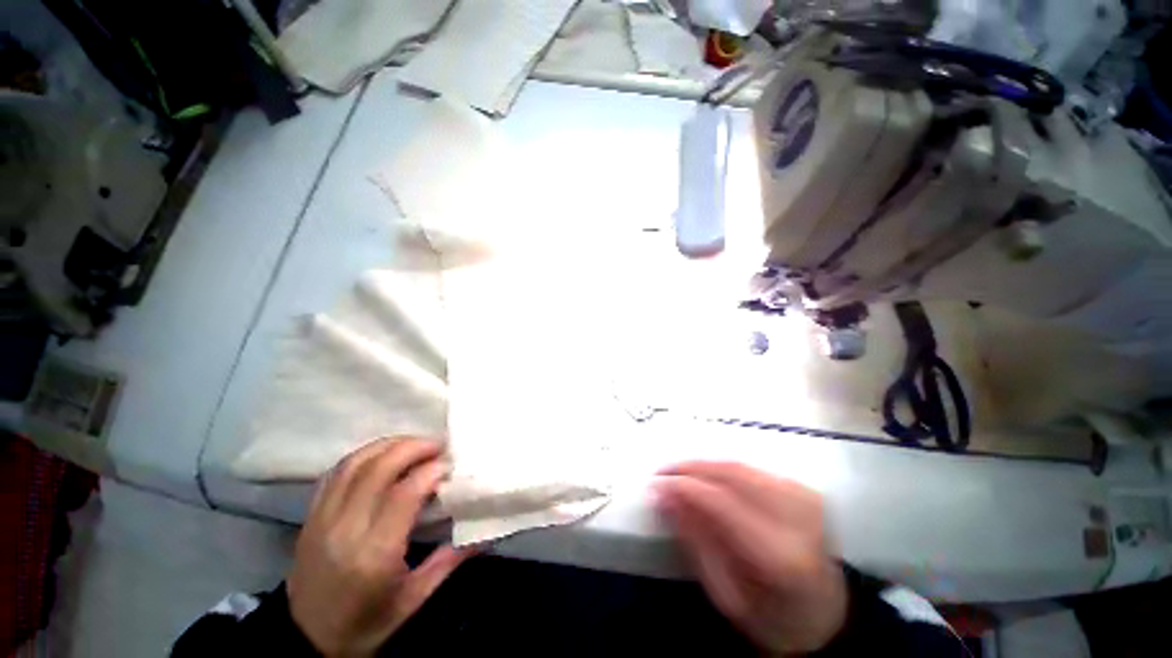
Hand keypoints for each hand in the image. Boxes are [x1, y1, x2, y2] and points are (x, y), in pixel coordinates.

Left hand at [287, 438, 470, 656]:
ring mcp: (322, 520)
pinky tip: (383, 455)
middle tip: (438, 444)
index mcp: (374, 555)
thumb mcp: (413, 600)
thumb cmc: (365, 624)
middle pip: (378, 469)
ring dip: (389, 445)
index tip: (451, 464)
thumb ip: (448, 561)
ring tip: (415, 444)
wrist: (305, 642)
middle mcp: (345, 530)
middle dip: (413, 447)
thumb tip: (481, 530)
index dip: (431, 470)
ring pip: (355, 463)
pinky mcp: (310, 516)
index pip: (404, 493)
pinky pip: (337, 472)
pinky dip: (364, 455)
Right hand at [654, 462, 847, 654]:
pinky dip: (722, 469)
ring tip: (678, 475)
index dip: (683, 486)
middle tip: (662, 473)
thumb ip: (695, 539)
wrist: (827, 619)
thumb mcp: (725, 593)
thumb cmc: (772, 620)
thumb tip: (664, 495)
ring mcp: (805, 498)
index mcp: (780, 555)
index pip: (721, 501)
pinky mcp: (804, 489)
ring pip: (739, 465)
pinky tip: (707, 479)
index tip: (654, 484)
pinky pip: (751, 468)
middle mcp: (797, 516)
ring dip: (704, 466)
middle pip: (731, 473)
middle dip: (689, 467)